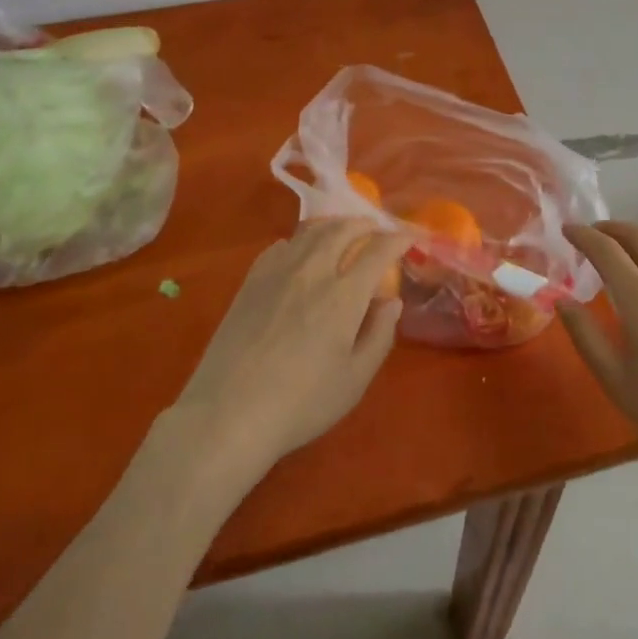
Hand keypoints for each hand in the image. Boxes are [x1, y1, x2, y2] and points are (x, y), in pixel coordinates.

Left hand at [169, 218, 407, 483]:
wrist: (228, 414)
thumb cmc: (300, 404)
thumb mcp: (354, 380)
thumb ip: (379, 335)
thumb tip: (392, 301)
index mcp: (344, 295)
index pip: (378, 250)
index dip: (398, 238)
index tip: (409, 238)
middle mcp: (313, 271)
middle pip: (343, 229)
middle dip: (366, 224)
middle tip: (377, 230)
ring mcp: (278, 272)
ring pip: (311, 231)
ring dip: (335, 226)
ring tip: (344, 233)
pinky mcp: (251, 280)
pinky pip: (282, 245)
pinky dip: (301, 241)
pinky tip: (301, 254)